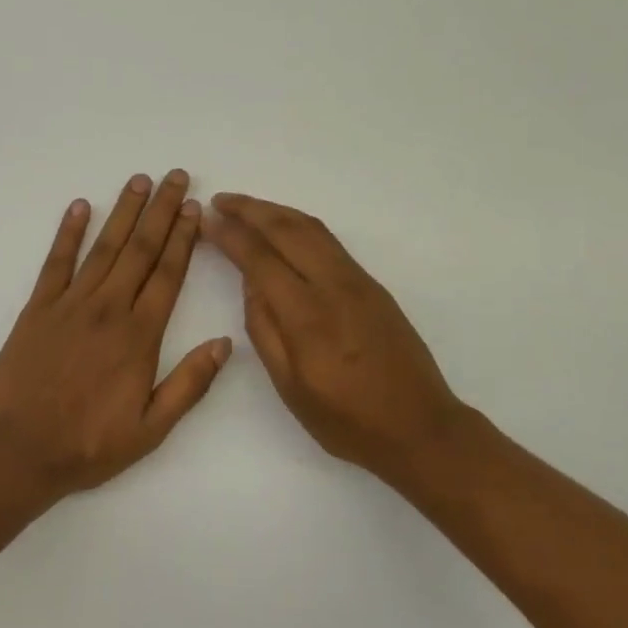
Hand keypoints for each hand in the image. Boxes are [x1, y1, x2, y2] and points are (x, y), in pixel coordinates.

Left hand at [0, 171, 232, 499]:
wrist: (17, 452)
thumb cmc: (88, 445)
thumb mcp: (151, 429)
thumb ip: (190, 384)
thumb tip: (225, 344)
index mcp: (139, 336)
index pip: (168, 275)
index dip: (184, 238)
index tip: (195, 208)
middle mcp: (108, 309)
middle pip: (140, 250)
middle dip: (161, 211)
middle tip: (176, 177)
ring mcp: (70, 304)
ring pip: (104, 247)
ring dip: (123, 212)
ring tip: (139, 181)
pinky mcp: (37, 308)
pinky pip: (56, 262)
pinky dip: (68, 232)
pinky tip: (79, 206)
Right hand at [205, 193, 468, 489]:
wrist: (420, 427)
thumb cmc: (346, 420)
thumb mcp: (290, 386)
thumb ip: (265, 328)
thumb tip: (251, 282)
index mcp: (307, 315)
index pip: (260, 258)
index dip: (230, 235)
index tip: (207, 220)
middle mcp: (334, 285)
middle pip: (287, 229)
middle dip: (250, 209)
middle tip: (220, 200)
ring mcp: (358, 281)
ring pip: (312, 228)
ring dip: (276, 211)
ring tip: (246, 207)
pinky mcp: (372, 284)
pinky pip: (329, 241)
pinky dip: (300, 225)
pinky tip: (285, 229)